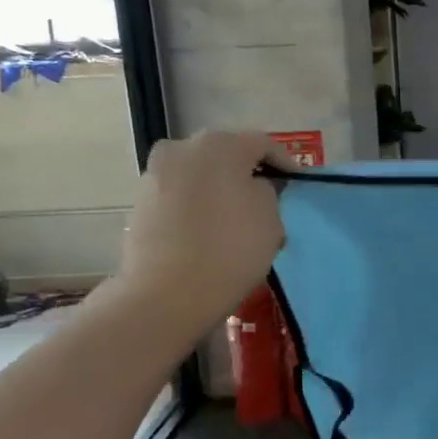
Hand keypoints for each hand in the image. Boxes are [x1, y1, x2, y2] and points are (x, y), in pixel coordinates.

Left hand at [115, 132, 288, 328]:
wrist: (166, 294)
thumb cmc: (230, 250)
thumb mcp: (271, 219)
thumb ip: (268, 192)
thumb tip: (253, 188)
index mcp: (219, 144)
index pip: (262, 144)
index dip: (285, 163)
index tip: (297, 184)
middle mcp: (182, 148)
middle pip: (225, 155)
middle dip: (247, 174)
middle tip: (266, 200)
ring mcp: (155, 174)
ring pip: (200, 175)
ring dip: (219, 190)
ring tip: (235, 219)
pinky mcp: (140, 202)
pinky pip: (180, 196)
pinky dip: (197, 206)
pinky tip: (209, 232)